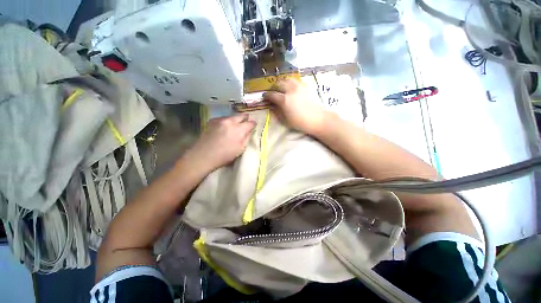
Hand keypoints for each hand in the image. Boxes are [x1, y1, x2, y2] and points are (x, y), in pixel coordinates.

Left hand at [185, 114, 255, 171]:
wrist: (203, 156)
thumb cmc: (224, 155)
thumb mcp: (240, 149)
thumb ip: (247, 138)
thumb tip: (250, 131)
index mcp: (239, 129)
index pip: (250, 123)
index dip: (253, 124)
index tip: (254, 126)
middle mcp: (230, 121)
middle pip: (241, 116)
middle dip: (245, 118)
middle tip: (247, 121)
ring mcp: (220, 120)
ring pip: (232, 116)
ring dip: (236, 120)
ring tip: (236, 125)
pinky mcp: (212, 121)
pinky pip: (223, 118)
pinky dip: (227, 121)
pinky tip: (225, 127)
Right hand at [263, 79, 326, 135]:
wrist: (317, 119)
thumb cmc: (300, 122)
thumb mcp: (285, 120)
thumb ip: (276, 111)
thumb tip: (271, 105)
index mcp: (284, 100)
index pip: (271, 94)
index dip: (266, 96)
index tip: (264, 97)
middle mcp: (290, 90)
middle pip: (278, 84)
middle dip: (273, 88)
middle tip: (272, 92)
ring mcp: (299, 86)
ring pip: (286, 79)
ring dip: (281, 83)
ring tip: (280, 88)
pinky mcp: (305, 86)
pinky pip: (295, 81)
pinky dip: (289, 83)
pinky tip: (290, 88)